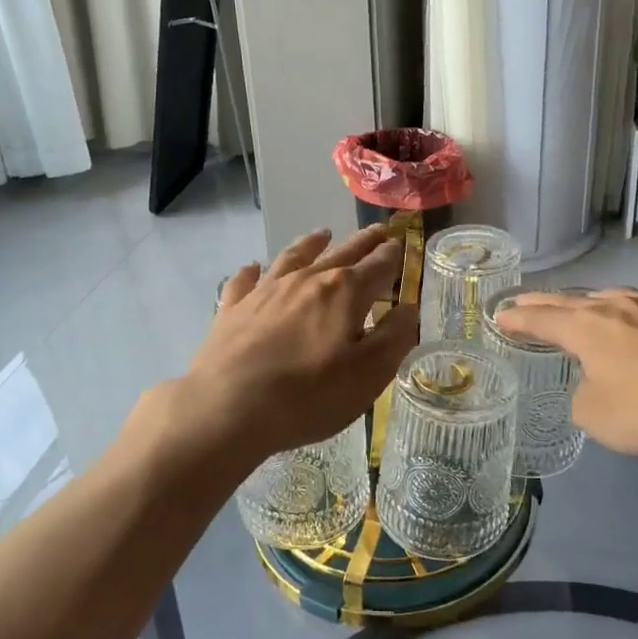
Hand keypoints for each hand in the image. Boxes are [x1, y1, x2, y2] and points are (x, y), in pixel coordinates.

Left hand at [162, 224, 417, 465]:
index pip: (378, 265)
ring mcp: (266, 290)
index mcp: (345, 292)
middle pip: (342, 253)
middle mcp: (307, 279)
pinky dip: (254, 271)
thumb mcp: (368, 375)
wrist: (228, 408)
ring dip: (312, 243)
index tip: (401, 244)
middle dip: (363, 241)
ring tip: (323, 234)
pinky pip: (246, 280)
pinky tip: (254, 268)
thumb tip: (409, 308)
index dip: (393, 254)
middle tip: (378, 230)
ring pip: (294, 257)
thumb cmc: (309, 395)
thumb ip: (393, 338)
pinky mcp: (233, 307)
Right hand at [496, 288, 637, 465]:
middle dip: (544, 302)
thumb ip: (582, 394)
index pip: (541, 317)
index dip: (517, 319)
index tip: (500, 315)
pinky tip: (637, 326)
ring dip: (588, 303)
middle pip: (571, 300)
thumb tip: (594, 384)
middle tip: (523, 301)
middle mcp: (617, 305)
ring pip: (611, 298)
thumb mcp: (595, 416)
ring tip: (578, 306)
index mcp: (586, 325)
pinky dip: (629, 317)